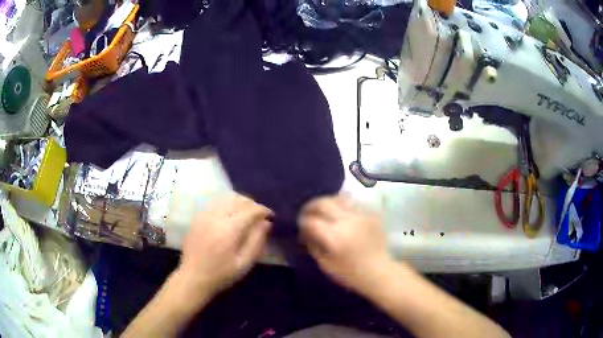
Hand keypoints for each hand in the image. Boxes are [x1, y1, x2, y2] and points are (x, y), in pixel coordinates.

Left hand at [179, 194, 272, 296]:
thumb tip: (266, 223)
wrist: (194, 277)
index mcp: (229, 229)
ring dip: (239, 202)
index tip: (271, 216)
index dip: (263, 210)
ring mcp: (204, 215)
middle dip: (252, 204)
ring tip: (247, 212)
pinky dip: (226, 204)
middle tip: (260, 215)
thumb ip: (257, 241)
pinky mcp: (197, 218)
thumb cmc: (222, 273)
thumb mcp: (245, 263)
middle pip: (238, 200)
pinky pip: (215, 204)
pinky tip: (230, 214)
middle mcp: (216, 217)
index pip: (250, 210)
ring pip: (226, 199)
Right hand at [298, 195, 395, 294]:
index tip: (301, 225)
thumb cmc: (350, 273)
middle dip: (312, 206)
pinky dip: (344, 205)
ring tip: (325, 210)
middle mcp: (347, 221)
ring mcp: (361, 215)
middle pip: (324, 203)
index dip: (302, 221)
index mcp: (334, 236)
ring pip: (339, 198)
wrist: (379, 272)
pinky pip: (353, 203)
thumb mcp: (326, 265)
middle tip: (308, 212)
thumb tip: (306, 232)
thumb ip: (313, 246)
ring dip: (328, 202)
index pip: (311, 220)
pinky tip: (342, 214)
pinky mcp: (371, 214)